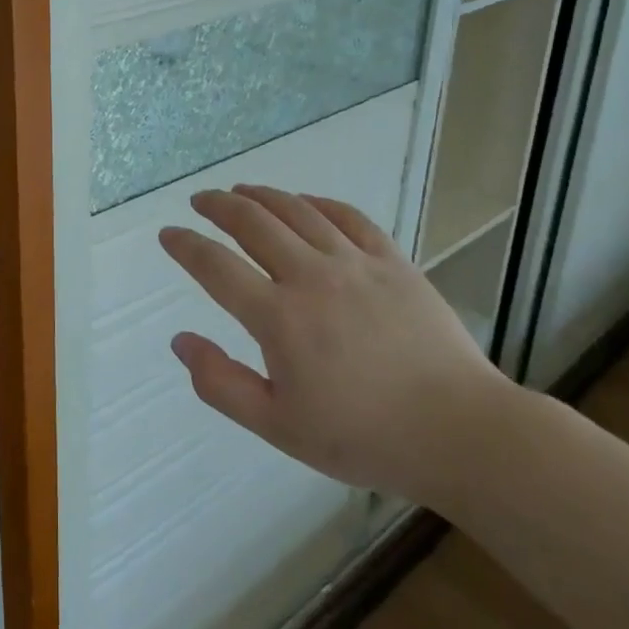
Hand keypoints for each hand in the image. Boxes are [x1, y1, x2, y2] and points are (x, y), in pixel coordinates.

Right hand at [159, 185, 507, 501]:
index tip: (168, 234)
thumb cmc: (363, 436)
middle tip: (200, 201)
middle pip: (252, 223)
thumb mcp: (278, 426)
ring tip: (241, 191)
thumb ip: (221, 383)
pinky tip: (305, 201)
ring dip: (261, 195)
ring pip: (296, 210)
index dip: (185, 246)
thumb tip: (180, 340)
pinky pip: (348, 216)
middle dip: (218, 205)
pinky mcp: (392, 261)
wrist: (460, 433)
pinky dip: (318, 202)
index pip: (215, 266)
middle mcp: (310, 277)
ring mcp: (355, 263)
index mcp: (278, 318)